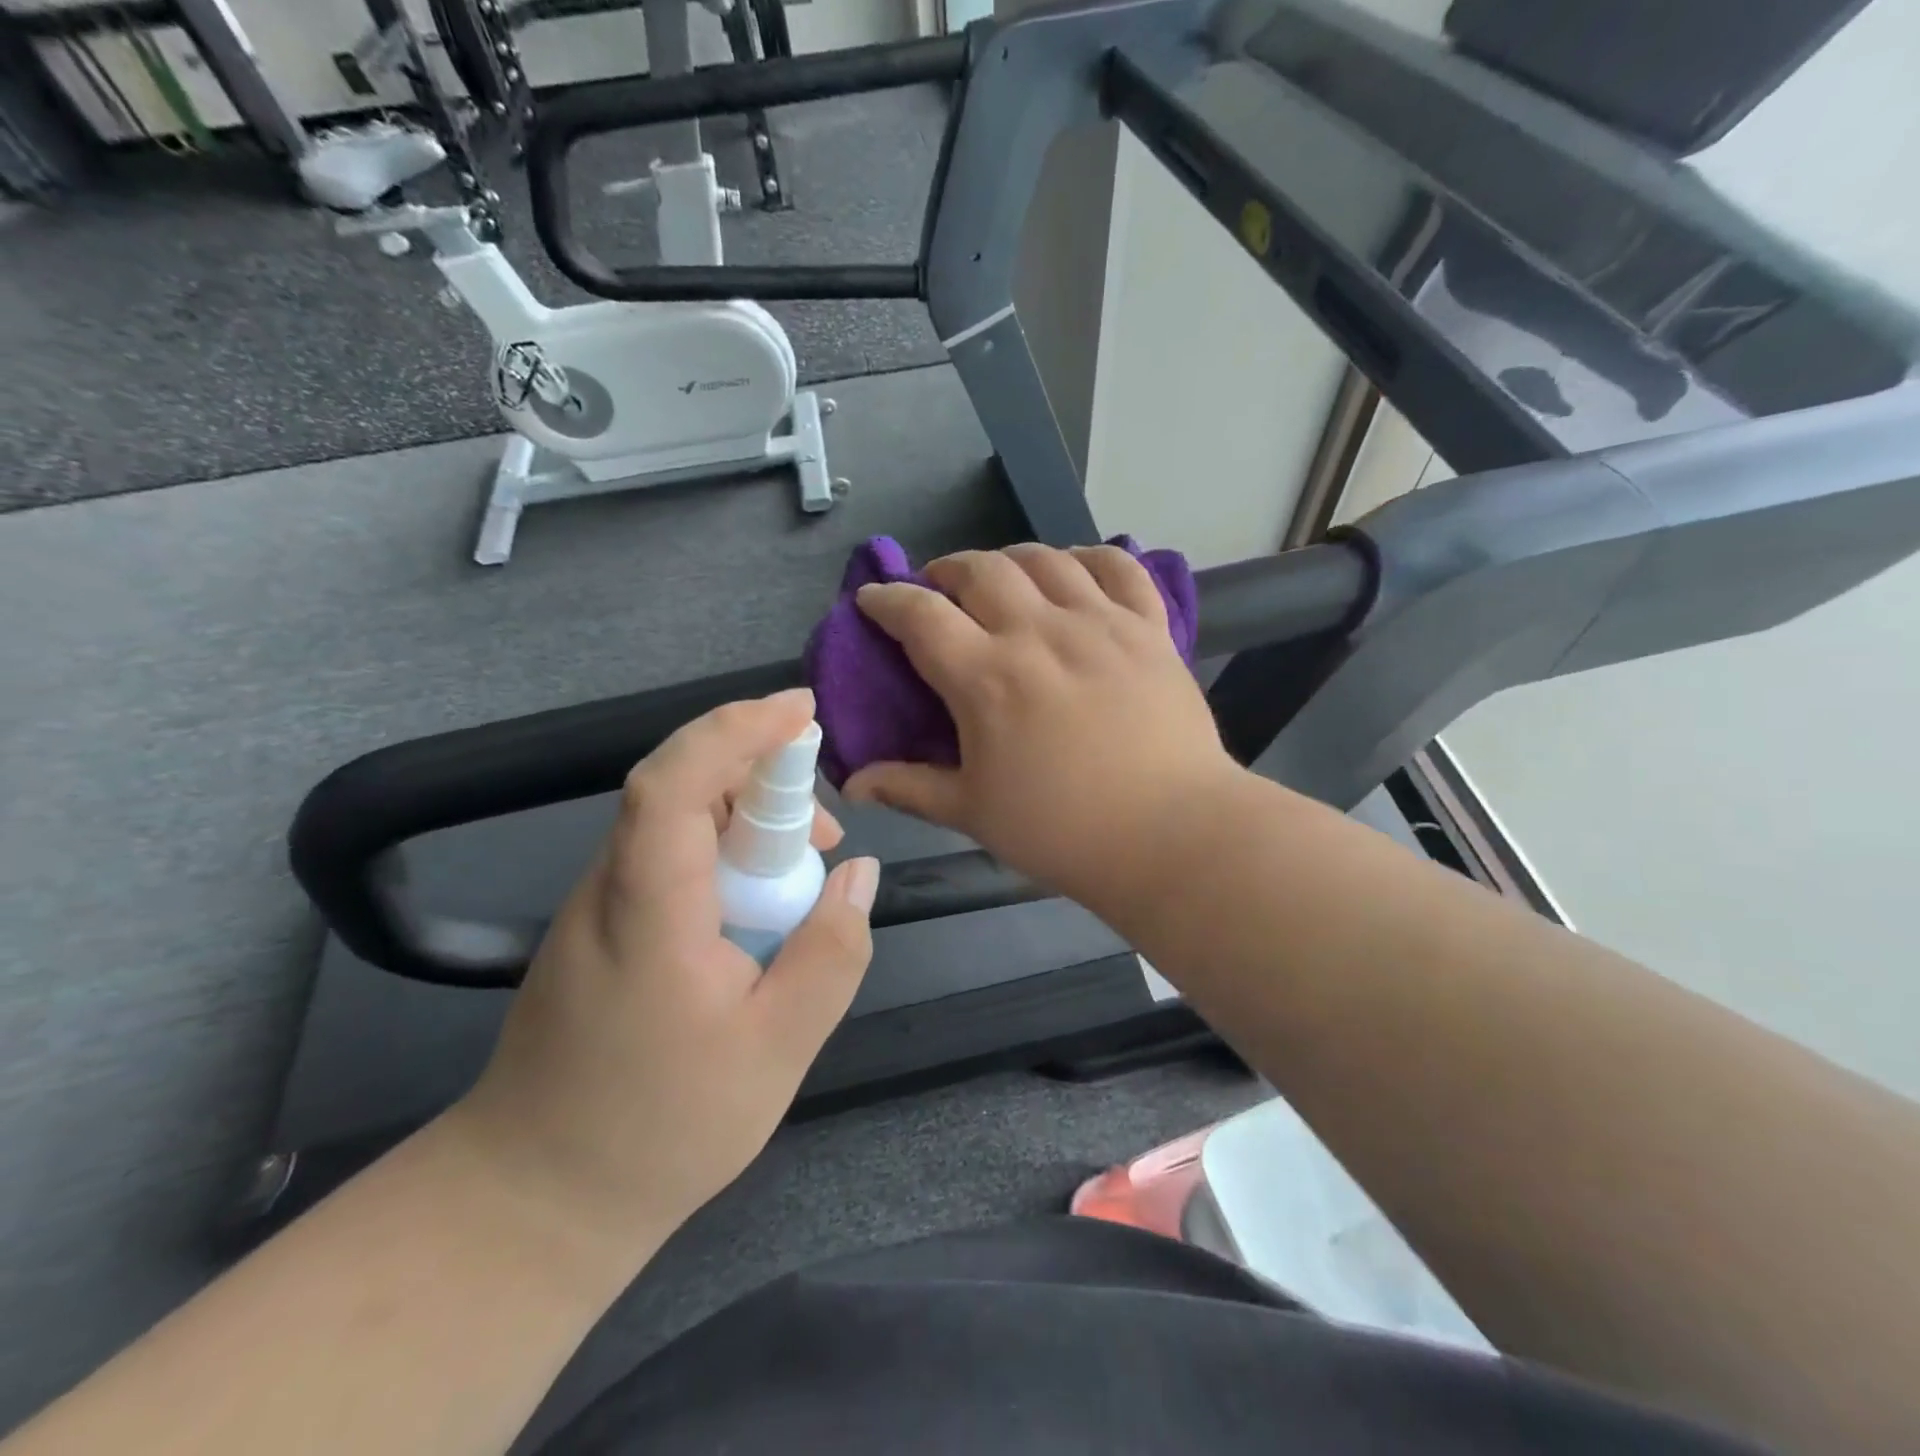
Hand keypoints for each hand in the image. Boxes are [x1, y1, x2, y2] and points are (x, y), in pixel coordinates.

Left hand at [449, 689, 877, 1270]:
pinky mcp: (604, 926)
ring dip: (749, 816)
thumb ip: (831, 953)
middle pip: (679, 787)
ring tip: (808, 867)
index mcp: (649, 910)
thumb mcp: (778, 1049)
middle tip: (826, 829)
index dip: (736, 731)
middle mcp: (611, 888)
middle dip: (761, 774)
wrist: (535, 1199)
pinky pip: (670, 856)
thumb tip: (859, 874)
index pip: (676, 783)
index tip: (800, 711)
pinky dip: (725, 850)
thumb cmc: (660, 1128)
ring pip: (676, 819)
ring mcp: (599, 905)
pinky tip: (762, 903)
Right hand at [844, 544, 1240, 913]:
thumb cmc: (1062, 831)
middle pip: (980, 570)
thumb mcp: (974, 812)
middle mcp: (1039, 633)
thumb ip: (909, 789)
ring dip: (1010, 559)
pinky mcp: (1149, 628)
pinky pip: (1118, 567)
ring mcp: (1100, 624)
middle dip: (946, 570)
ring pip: (1045, 559)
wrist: (1171, 835)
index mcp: (987, 677)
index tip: (873, 599)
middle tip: (939, 590)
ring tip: (1002, 578)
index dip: (887, 600)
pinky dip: (1089, 558)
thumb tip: (852, 786)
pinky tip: (1076, 570)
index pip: (920, 615)